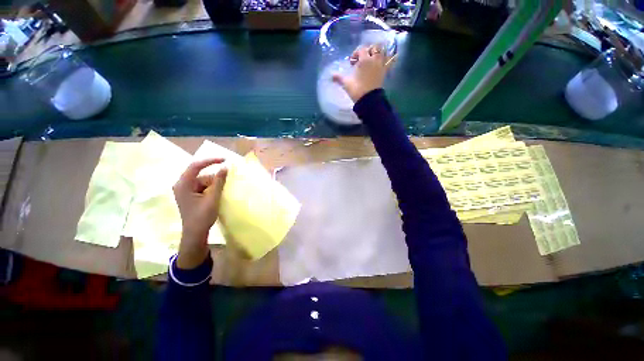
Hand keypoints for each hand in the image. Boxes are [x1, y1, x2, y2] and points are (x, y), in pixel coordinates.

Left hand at [173, 158, 227, 269]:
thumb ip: (219, 182)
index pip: (196, 166)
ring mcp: (186, 189)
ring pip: (204, 180)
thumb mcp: (213, 198)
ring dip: (215, 184)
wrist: (195, 233)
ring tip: (223, 191)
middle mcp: (182, 184)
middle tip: (228, 181)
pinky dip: (212, 188)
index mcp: (183, 184)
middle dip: (215, 177)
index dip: (211, 160)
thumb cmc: (202, 217)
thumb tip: (225, 167)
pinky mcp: (190, 194)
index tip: (225, 160)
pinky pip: (203, 185)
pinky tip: (218, 193)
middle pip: (201, 174)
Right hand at [332, 45, 394, 102]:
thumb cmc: (357, 90)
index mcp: (364, 59)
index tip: (352, 63)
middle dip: (368, 50)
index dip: (355, 54)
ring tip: (372, 58)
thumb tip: (331, 75)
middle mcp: (374, 59)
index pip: (361, 49)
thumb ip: (339, 78)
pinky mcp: (385, 72)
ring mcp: (381, 65)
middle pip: (374, 47)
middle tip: (362, 59)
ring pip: (383, 52)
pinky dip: (391, 58)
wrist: (368, 100)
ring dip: (378, 52)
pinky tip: (389, 58)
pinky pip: (390, 61)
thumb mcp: (346, 83)